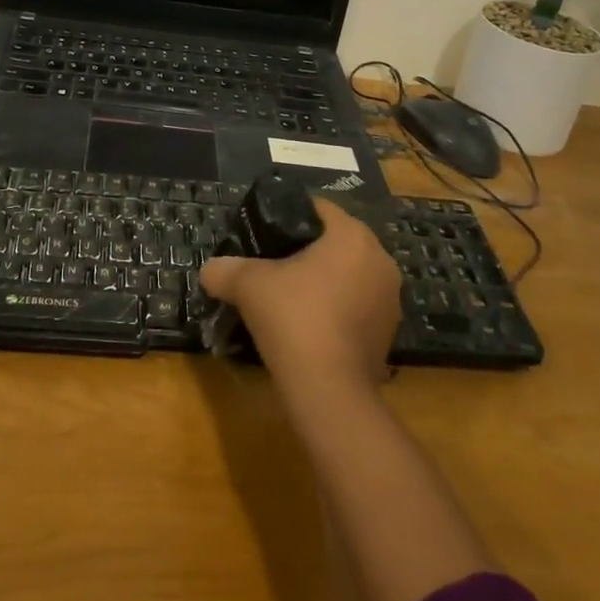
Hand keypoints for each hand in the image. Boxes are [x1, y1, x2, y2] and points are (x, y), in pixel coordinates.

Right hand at [200, 199, 400, 392]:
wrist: (329, 391)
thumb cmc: (294, 318)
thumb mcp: (248, 285)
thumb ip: (225, 269)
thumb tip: (209, 270)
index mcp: (352, 235)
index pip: (319, 209)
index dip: (289, 217)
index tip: (266, 233)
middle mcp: (380, 259)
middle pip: (336, 242)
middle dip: (307, 251)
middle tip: (273, 265)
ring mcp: (390, 299)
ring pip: (350, 275)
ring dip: (324, 282)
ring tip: (290, 298)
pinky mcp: (389, 333)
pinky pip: (358, 307)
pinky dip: (337, 310)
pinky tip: (309, 327)